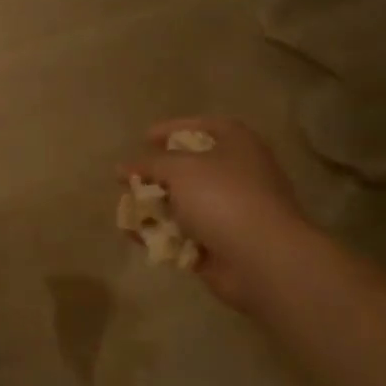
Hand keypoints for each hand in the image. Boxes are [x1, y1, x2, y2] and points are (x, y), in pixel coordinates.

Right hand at [126, 117, 308, 303]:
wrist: (263, 259)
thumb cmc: (223, 197)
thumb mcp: (179, 169)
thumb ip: (149, 164)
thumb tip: (122, 168)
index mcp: (238, 145)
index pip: (205, 126)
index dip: (173, 128)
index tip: (144, 138)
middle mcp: (239, 175)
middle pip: (193, 168)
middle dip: (158, 174)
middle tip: (131, 178)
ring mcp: (233, 212)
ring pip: (187, 204)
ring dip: (155, 206)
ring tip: (126, 209)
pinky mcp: (224, 244)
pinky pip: (186, 235)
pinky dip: (162, 234)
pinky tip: (135, 236)